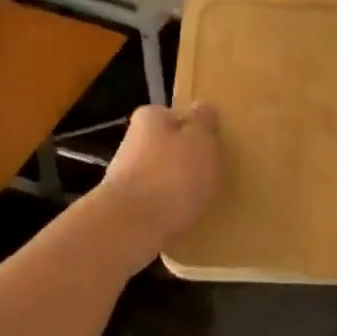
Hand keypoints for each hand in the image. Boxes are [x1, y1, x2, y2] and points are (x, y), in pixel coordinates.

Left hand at [101, 103, 221, 241]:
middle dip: (185, 159)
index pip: (176, 115)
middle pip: (167, 146)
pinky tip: (183, 218)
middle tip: (211, 174)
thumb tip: (201, 108)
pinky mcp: (124, 206)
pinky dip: (168, 207)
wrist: (131, 227)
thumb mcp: (201, 140)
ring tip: (200, 200)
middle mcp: (132, 141)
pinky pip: (155, 201)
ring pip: (161, 175)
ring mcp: (125, 175)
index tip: (212, 146)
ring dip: (177, 185)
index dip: (196, 129)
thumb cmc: (173, 175)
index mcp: (150, 117)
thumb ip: (203, 122)